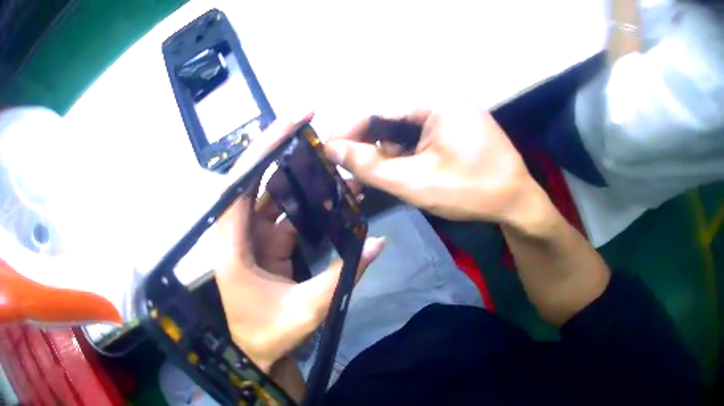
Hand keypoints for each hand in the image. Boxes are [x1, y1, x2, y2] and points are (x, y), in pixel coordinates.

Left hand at [215, 115, 384, 372]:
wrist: (258, 354)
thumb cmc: (270, 335)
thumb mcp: (307, 309)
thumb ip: (343, 276)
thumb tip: (377, 242)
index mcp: (231, 244)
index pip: (241, 184)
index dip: (265, 148)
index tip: (293, 121)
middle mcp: (235, 232)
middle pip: (255, 179)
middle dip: (283, 150)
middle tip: (314, 125)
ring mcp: (250, 236)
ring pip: (272, 194)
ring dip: (299, 177)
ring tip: (329, 156)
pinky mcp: (265, 242)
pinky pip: (284, 213)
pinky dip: (306, 202)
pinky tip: (328, 192)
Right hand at [324, 103, 543, 225]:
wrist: (518, 202)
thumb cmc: (472, 191)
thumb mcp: (417, 182)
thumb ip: (371, 166)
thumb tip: (331, 150)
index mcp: (435, 102)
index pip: (378, 109)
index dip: (348, 130)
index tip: (327, 152)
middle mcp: (441, 99)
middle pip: (389, 117)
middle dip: (367, 144)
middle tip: (347, 171)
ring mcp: (450, 112)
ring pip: (402, 128)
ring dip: (384, 151)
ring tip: (369, 177)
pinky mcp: (455, 126)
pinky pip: (419, 134)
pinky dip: (403, 152)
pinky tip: (396, 171)